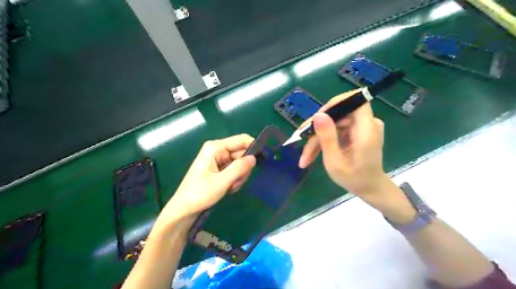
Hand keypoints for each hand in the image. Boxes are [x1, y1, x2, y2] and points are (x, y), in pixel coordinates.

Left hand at [160, 134, 255, 220]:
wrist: (184, 210)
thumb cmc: (200, 194)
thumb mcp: (222, 182)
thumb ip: (239, 168)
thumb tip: (254, 158)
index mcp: (215, 147)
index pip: (241, 140)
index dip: (254, 148)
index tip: (263, 160)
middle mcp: (218, 150)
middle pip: (242, 153)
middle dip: (243, 169)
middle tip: (236, 182)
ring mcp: (219, 160)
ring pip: (240, 164)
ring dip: (239, 177)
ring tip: (230, 187)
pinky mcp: (219, 169)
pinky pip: (235, 171)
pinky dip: (235, 180)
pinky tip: (228, 189)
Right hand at [299, 89, 386, 198]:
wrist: (369, 189)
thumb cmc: (354, 179)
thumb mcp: (335, 161)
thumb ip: (327, 137)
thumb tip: (317, 114)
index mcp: (367, 130)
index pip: (356, 100)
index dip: (336, 103)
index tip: (318, 117)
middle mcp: (367, 124)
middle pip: (338, 115)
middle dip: (318, 129)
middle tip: (301, 141)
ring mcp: (361, 128)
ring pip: (334, 124)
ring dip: (317, 138)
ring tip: (306, 157)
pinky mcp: (356, 132)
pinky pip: (336, 130)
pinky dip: (324, 140)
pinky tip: (313, 154)